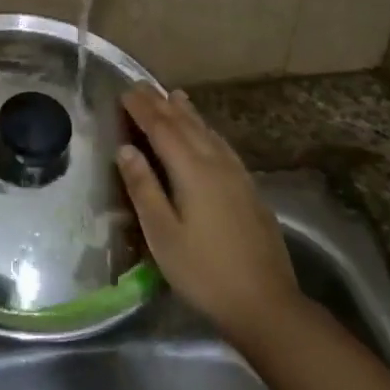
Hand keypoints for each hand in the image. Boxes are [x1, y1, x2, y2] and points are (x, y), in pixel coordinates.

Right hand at [117, 88, 298, 341]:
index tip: (125, 91)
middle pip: (186, 125)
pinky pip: (222, 146)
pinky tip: (208, 135)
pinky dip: (208, 131)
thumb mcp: (162, 234)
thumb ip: (144, 188)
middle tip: (142, 86)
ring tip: (175, 96)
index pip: (163, 129)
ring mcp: (238, 175)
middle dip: (162, 104)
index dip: (143, 109)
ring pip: (209, 133)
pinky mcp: (249, 189)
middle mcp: (217, 164)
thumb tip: (126, 149)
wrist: (265, 302)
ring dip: (188, 113)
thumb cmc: (203, 271)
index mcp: (193, 171)